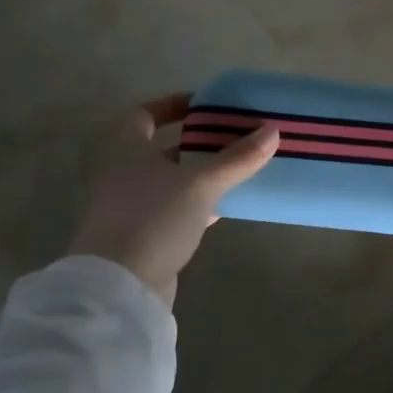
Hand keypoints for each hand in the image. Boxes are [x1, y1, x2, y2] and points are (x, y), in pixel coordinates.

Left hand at [68, 95, 278, 307]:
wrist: (119, 287)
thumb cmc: (153, 218)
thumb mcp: (201, 184)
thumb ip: (237, 158)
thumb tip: (273, 130)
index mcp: (125, 148)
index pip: (144, 114)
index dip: (173, 105)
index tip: (205, 106)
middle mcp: (121, 173)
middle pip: (160, 148)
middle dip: (195, 141)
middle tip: (232, 136)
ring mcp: (129, 207)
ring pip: (169, 180)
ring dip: (199, 173)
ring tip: (238, 167)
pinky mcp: (141, 235)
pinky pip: (174, 208)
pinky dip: (198, 202)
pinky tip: (226, 205)